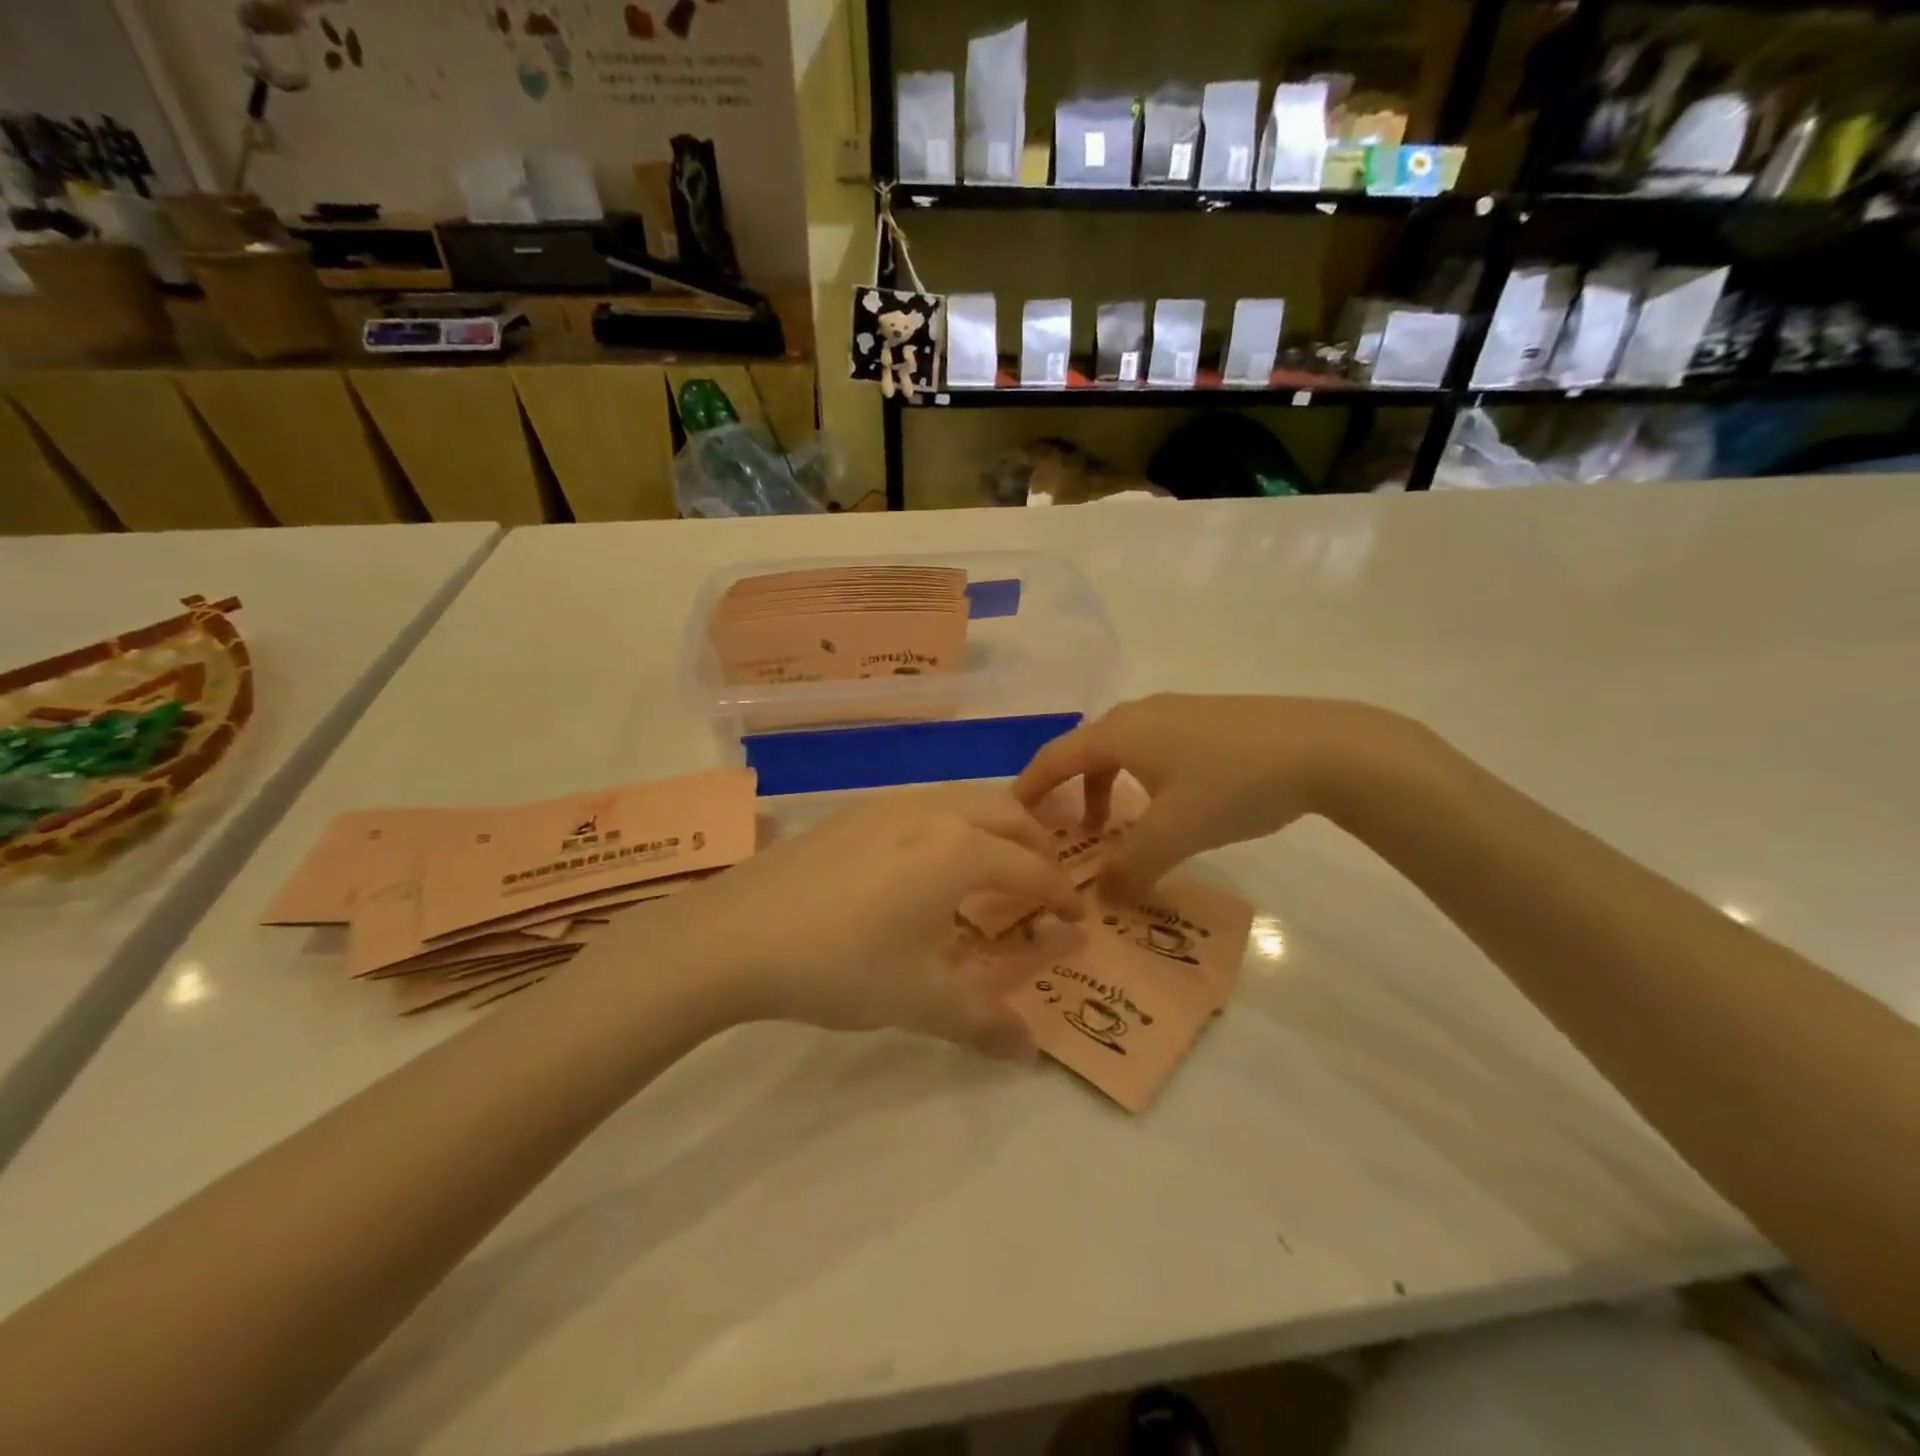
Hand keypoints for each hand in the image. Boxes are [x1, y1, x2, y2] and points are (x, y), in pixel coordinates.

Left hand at [664, 785, 1083, 1059]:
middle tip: (1044, 888)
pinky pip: (929, 803)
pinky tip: (931, 863)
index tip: (1076, 920)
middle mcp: (934, 811)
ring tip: (995, 870)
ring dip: (998, 828)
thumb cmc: (840, 965)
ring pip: (968, 799)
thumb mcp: (919, 1000)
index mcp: (961, 850)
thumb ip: (983, 1023)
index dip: (1061, 896)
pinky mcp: (858, 809)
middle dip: (1038, 847)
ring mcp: (892, 802)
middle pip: (1009, 815)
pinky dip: (957, 823)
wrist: (736, 934)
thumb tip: (1032, 1053)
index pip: (1032, 869)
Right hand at [1015, 694, 1411, 898]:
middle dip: (1069, 793)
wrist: (1323, 746)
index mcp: (1119, 732)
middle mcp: (1139, 714)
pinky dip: (1139, 778)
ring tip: (1117, 828)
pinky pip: (1152, 748)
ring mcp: (1175, 712)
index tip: (1011, 816)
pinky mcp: (1206, 719)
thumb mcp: (1176, 833)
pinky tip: (1167, 805)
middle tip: (1065, 834)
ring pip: (1122, 751)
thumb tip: (1101, 899)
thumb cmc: (1233, 784)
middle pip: (1085, 752)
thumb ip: (1132, 868)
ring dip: (1107, 788)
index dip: (1029, 788)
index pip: (1055, 758)